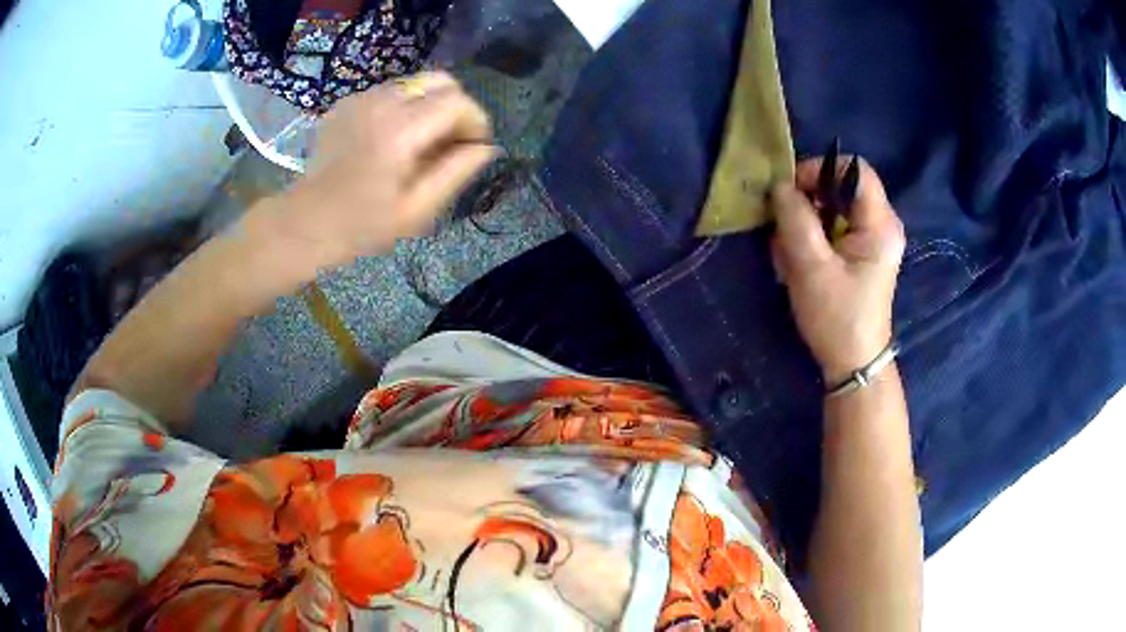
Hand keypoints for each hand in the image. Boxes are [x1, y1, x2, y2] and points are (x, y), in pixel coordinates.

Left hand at [254, 72, 496, 267]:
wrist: (305, 222)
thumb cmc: (362, 225)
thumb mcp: (417, 209)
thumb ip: (456, 172)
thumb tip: (486, 147)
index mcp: (401, 131)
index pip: (457, 101)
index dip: (475, 121)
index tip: (472, 147)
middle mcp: (382, 103)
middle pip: (440, 80)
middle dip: (455, 106)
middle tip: (448, 141)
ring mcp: (360, 98)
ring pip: (415, 83)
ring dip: (427, 107)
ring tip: (417, 143)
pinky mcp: (345, 102)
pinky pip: (388, 92)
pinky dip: (401, 108)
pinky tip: (388, 139)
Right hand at [769, 158, 905, 384]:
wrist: (853, 363)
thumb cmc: (836, 318)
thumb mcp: (811, 267)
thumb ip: (795, 219)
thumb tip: (780, 186)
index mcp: (881, 225)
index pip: (854, 168)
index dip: (820, 169)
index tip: (792, 191)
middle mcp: (884, 225)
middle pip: (842, 187)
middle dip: (808, 202)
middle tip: (785, 226)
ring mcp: (874, 239)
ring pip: (834, 208)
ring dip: (806, 223)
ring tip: (790, 254)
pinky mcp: (864, 252)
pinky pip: (835, 227)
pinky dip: (813, 238)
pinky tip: (800, 262)